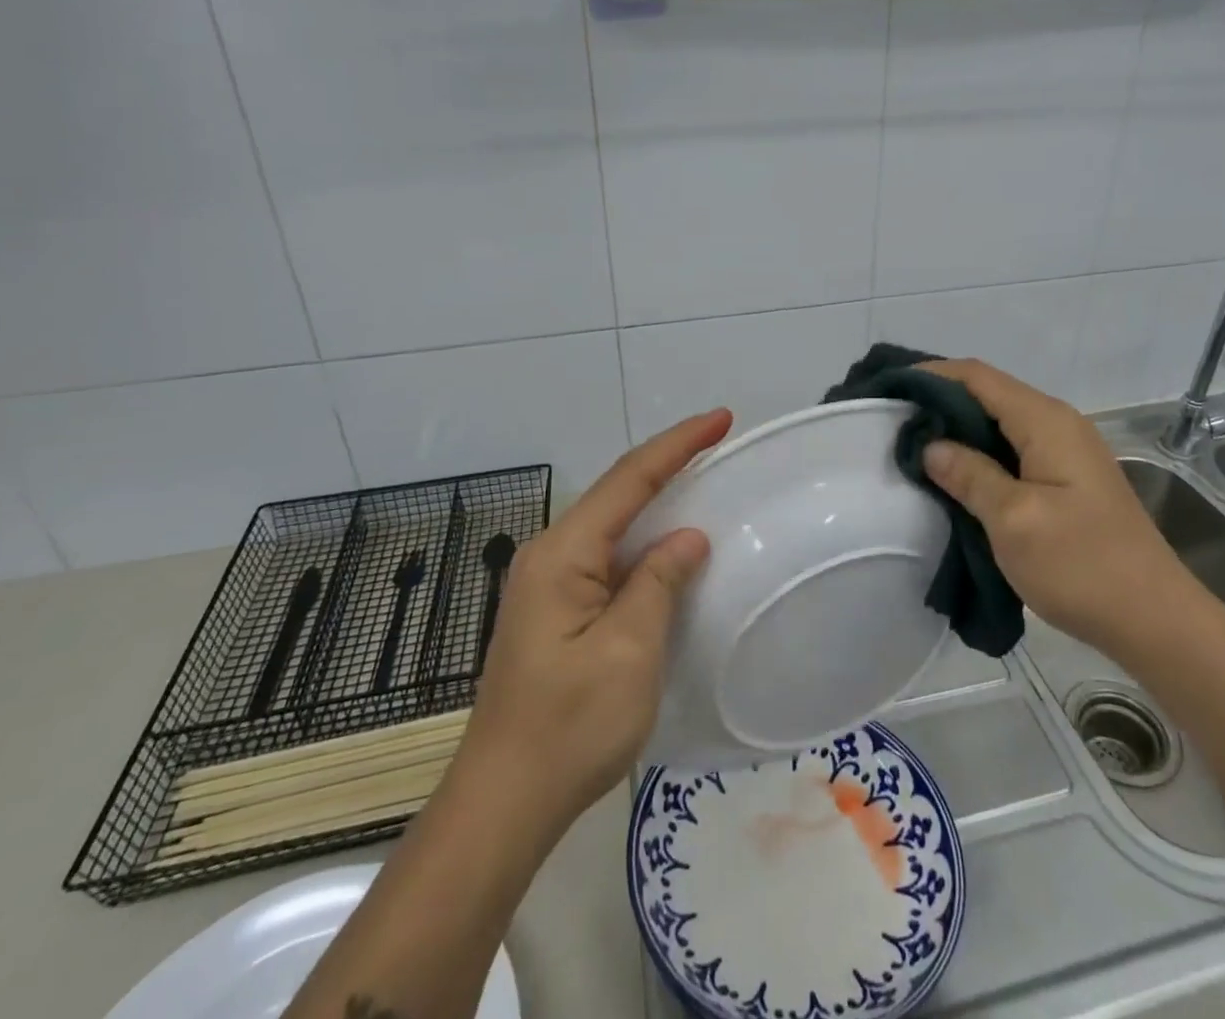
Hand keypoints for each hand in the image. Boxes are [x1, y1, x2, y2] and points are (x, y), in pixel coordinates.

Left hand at [456, 409, 732, 835]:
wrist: (503, 804)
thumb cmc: (569, 727)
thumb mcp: (628, 651)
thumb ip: (659, 582)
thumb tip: (687, 538)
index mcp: (563, 554)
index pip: (630, 480)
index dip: (678, 444)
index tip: (721, 418)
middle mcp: (550, 555)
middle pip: (618, 491)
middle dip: (669, 462)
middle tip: (718, 441)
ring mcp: (548, 584)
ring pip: (613, 523)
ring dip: (657, 498)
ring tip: (703, 478)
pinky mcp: (555, 610)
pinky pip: (608, 556)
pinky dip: (644, 539)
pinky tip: (669, 545)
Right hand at [919, 360, 1204, 662]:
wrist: (1155, 620)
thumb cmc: (1082, 565)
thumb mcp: (1013, 520)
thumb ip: (969, 474)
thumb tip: (930, 444)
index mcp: (1045, 421)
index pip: (977, 376)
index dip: (930, 375)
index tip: (887, 390)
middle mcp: (1057, 423)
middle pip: (988, 393)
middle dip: (939, 401)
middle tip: (892, 421)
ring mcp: (1066, 451)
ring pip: (999, 423)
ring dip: (958, 429)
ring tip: (914, 446)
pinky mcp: (1067, 478)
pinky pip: (1013, 449)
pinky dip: (979, 453)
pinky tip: (954, 475)